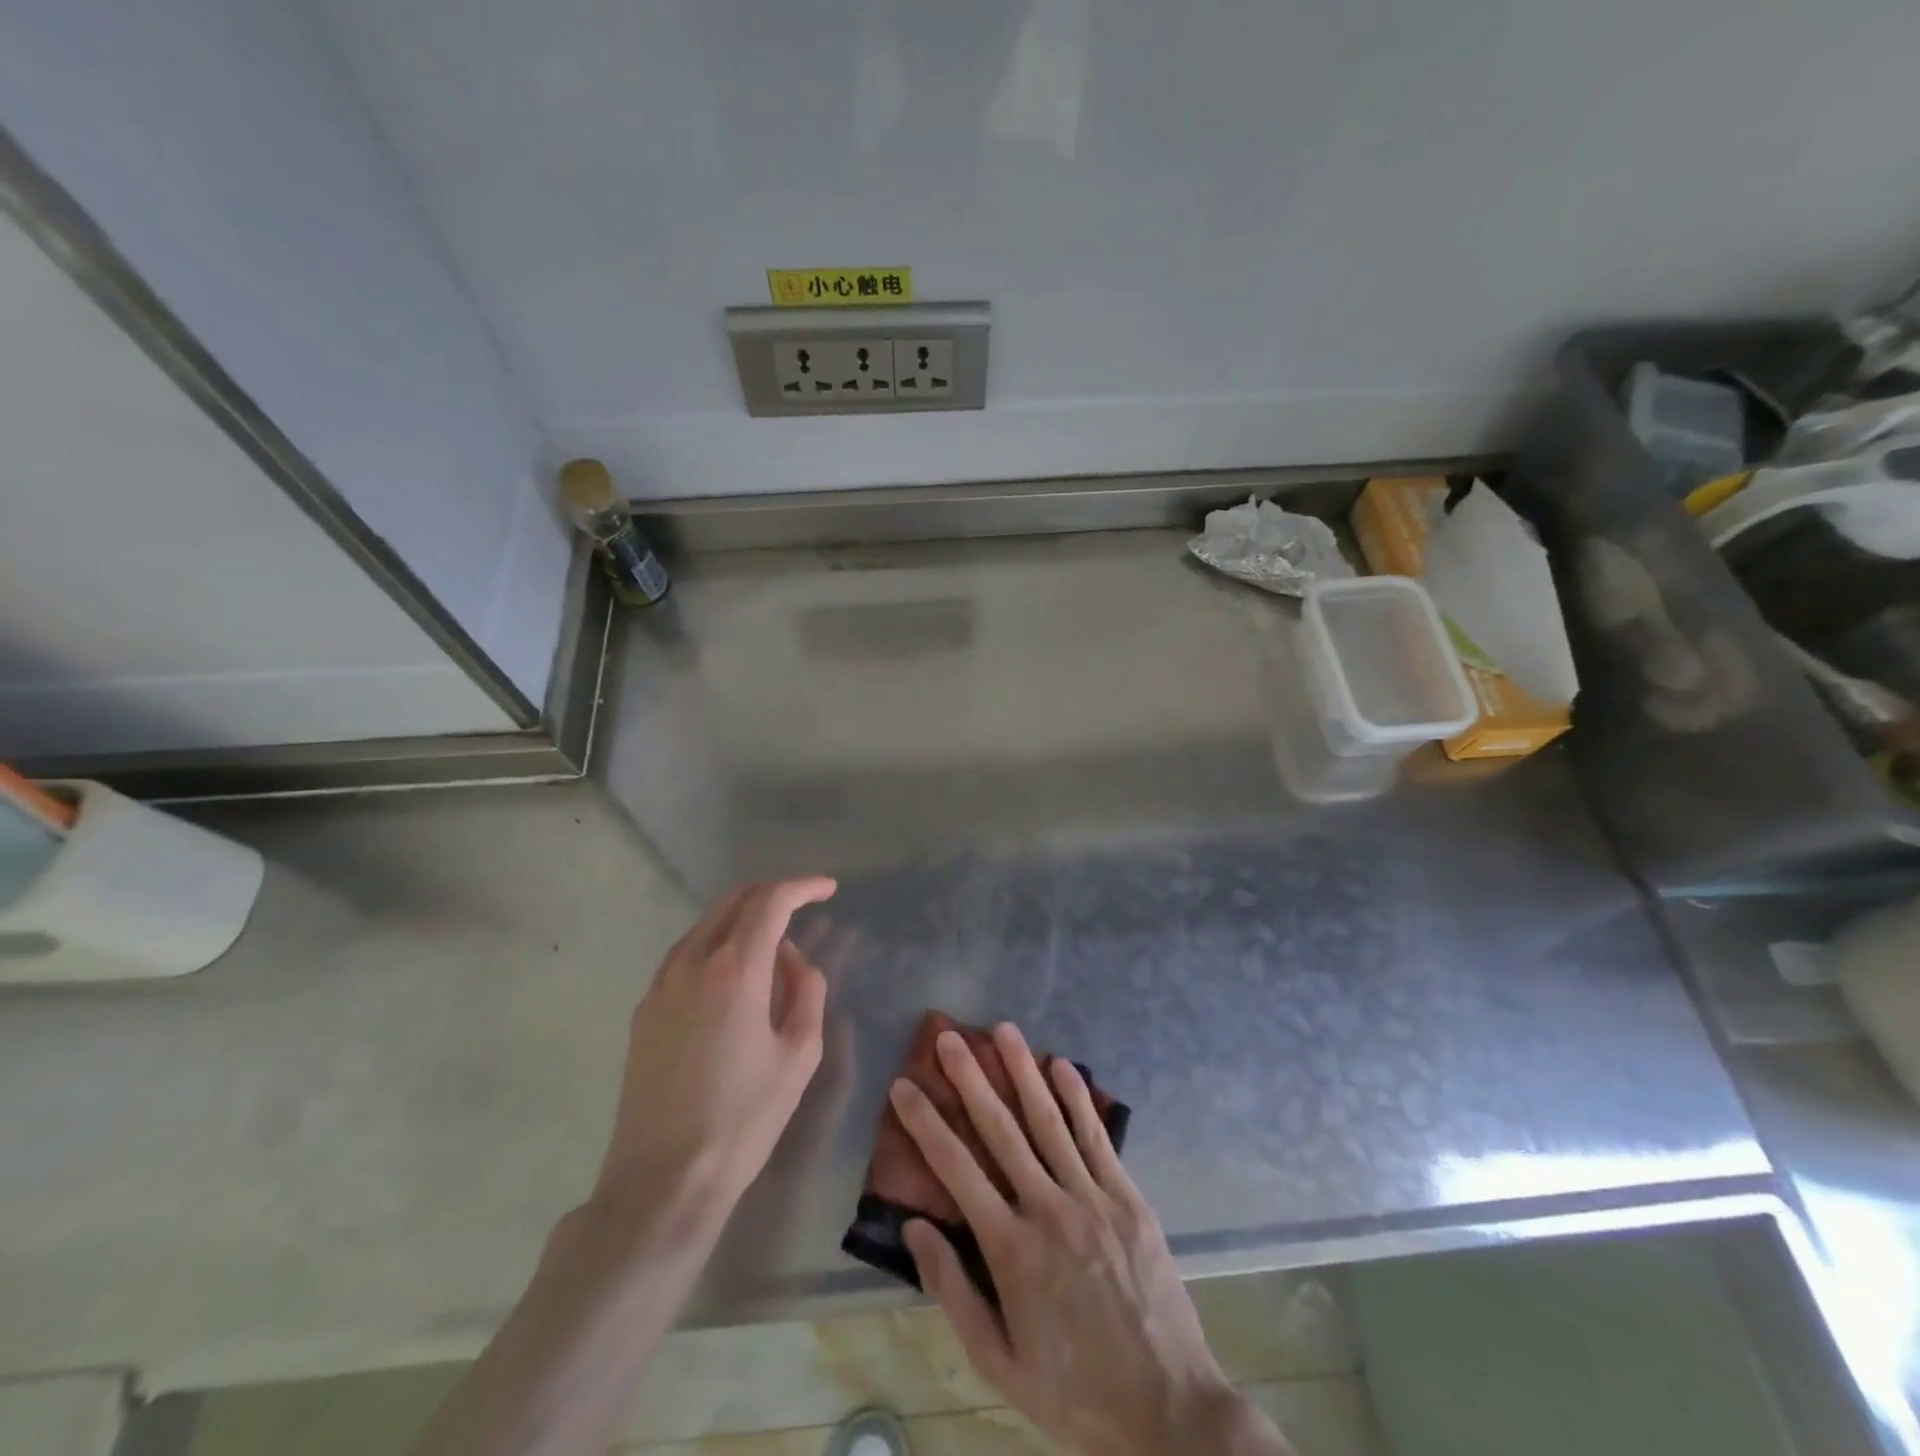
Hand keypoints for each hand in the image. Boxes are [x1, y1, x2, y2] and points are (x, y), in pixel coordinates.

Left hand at [594, 877, 836, 1220]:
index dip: (802, 887)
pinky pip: (685, 954)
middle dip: (772, 893)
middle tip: (803, 903)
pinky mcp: (644, 1009)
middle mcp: (692, 962)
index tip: (828, 888)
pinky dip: (716, 943)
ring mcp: (661, 984)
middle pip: (733, 900)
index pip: (770, 902)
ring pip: (706, 924)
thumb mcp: (800, 1054)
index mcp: (735, 969)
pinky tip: (733, 973)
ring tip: (772, 939)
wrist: (663, 1181)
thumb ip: (806, 990)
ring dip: (742, 916)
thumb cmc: (744, 1119)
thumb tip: (792, 957)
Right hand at [891, 1024, 1288, 1455]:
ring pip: (1049, 1121)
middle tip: (948, 1037)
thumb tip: (914, 1228)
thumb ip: (953, 1290)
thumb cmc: (1073, 1389)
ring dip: (1023, 1071)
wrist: (1168, 1408)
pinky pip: (1097, 1137)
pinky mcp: (1128, 1197)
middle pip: (1001, 1130)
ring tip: (1003, 1030)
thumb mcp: (999, 1361)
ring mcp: (1092, 1198)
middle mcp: (1048, 1209)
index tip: (903, 1086)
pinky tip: (1062, 1065)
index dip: (926, 1124)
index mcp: (1011, 1250)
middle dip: (971, 1078)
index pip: (956, 1170)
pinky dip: (1077, 1098)